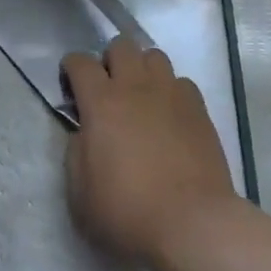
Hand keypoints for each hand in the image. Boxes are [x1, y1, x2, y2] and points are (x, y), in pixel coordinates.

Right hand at [63, 37, 237, 270]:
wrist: (193, 225)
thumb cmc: (128, 212)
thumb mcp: (80, 193)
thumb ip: (76, 152)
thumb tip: (85, 133)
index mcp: (101, 102)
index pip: (79, 61)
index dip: (71, 69)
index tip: (71, 89)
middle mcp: (135, 87)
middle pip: (121, 45)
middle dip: (110, 60)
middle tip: (109, 90)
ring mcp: (171, 95)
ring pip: (155, 56)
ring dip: (143, 69)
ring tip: (142, 97)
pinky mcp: (199, 110)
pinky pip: (182, 82)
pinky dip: (172, 91)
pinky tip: (170, 116)